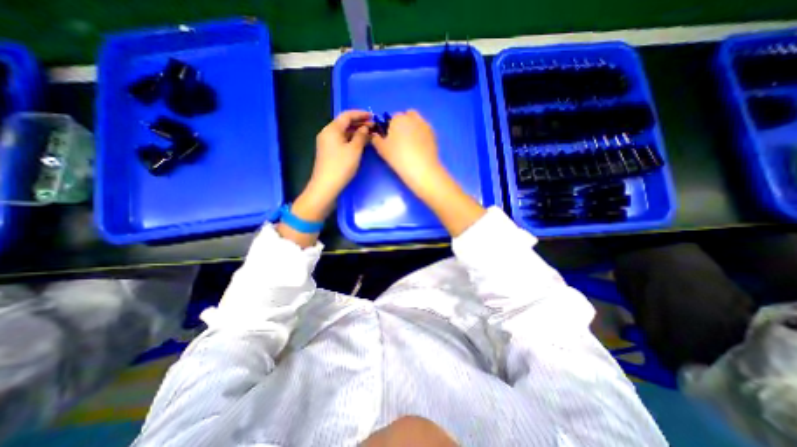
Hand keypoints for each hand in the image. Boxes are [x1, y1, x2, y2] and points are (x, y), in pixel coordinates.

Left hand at [310, 108, 375, 196]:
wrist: (326, 185)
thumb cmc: (341, 166)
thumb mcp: (354, 150)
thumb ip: (361, 136)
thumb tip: (365, 128)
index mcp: (332, 129)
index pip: (347, 115)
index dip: (360, 114)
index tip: (373, 116)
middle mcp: (327, 133)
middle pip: (344, 123)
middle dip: (359, 123)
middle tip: (374, 126)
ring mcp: (327, 143)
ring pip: (343, 133)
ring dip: (356, 132)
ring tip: (370, 135)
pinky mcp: (328, 152)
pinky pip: (341, 140)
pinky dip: (351, 140)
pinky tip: (360, 144)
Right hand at [370, 110, 445, 194]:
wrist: (421, 169)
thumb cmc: (398, 157)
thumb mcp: (382, 149)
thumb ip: (376, 139)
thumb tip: (375, 135)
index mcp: (398, 118)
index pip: (393, 118)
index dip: (391, 127)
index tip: (390, 138)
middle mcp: (413, 118)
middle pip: (407, 116)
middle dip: (404, 123)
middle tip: (401, 139)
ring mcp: (425, 125)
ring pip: (417, 122)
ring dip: (413, 128)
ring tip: (411, 144)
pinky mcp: (434, 134)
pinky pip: (425, 131)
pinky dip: (421, 135)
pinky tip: (419, 148)